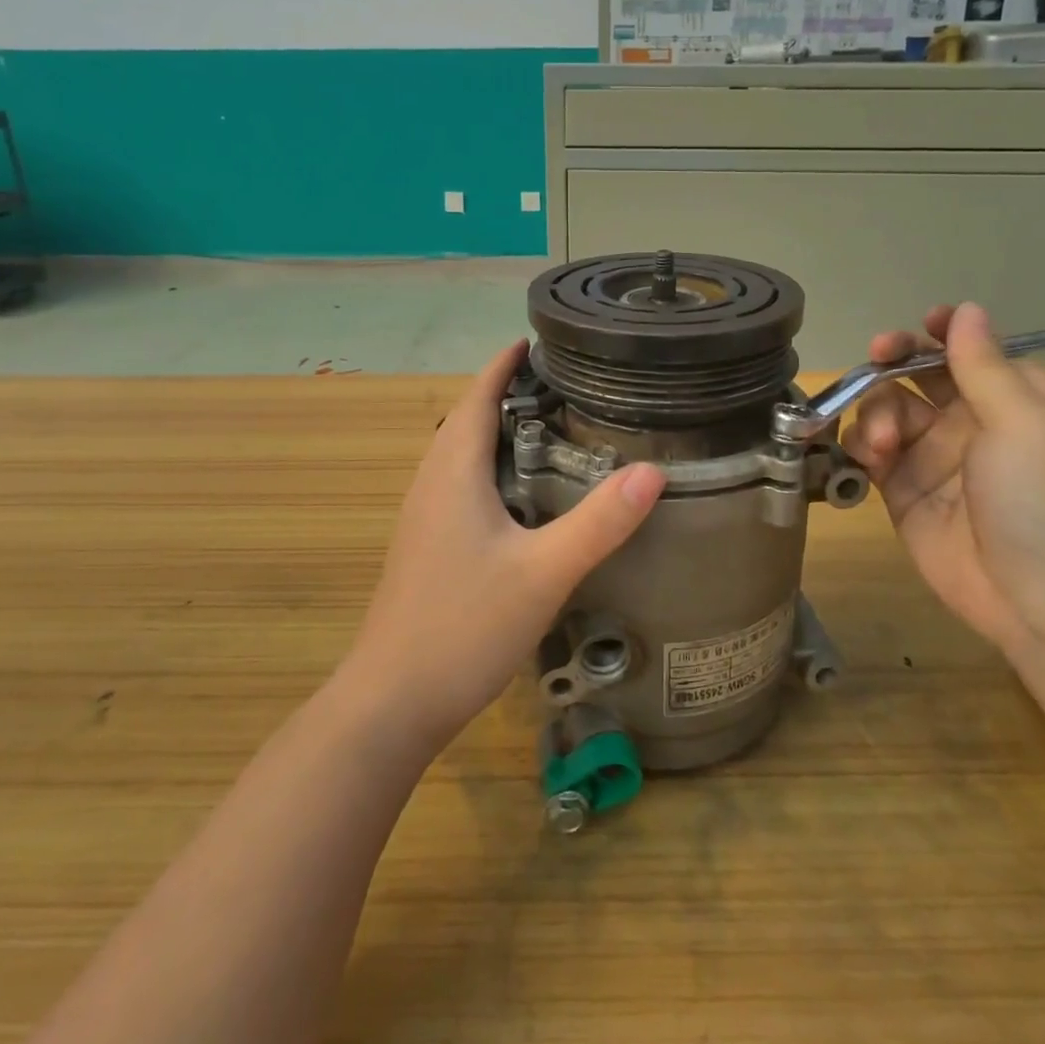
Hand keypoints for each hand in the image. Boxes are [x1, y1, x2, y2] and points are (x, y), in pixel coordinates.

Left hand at [344, 342, 664, 749]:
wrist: (391, 702)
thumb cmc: (463, 626)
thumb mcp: (543, 572)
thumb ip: (599, 522)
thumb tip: (653, 471)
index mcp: (452, 473)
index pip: (477, 397)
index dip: (504, 365)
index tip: (537, 340)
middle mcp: (431, 484)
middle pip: (467, 420)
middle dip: (507, 393)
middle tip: (564, 384)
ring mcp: (423, 518)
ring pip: (462, 455)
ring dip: (497, 431)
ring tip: (551, 426)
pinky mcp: (426, 547)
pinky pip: (460, 485)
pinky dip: (491, 467)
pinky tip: (523, 494)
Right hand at [840, 302, 1044, 655]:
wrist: (1039, 600)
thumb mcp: (1024, 422)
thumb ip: (984, 365)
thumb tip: (966, 309)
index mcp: (1016, 401)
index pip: (972, 352)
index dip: (942, 335)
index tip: (918, 327)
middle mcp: (973, 423)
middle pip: (920, 375)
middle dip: (895, 361)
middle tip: (876, 358)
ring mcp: (935, 458)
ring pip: (889, 410)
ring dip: (878, 413)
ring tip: (883, 445)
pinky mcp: (904, 491)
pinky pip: (872, 452)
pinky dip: (862, 446)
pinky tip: (869, 458)